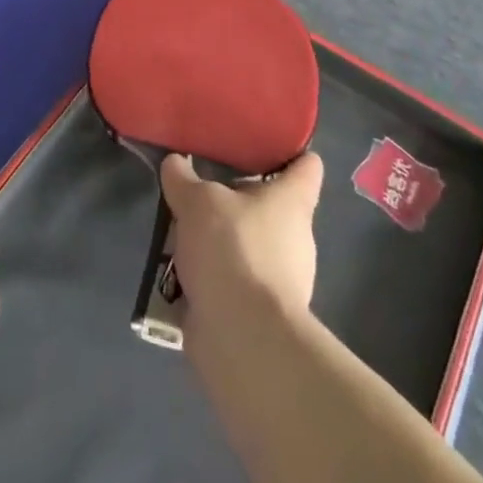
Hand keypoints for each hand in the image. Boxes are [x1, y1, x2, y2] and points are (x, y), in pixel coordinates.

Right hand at [159, 151, 324, 335]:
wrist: (243, 338)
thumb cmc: (232, 250)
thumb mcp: (197, 201)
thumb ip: (183, 178)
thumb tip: (175, 163)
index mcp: (292, 201)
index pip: (307, 166)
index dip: (291, 152)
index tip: (264, 143)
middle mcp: (296, 236)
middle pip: (272, 206)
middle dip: (240, 199)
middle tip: (205, 187)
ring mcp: (284, 279)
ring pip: (252, 245)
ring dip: (223, 240)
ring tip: (184, 230)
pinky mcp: (263, 312)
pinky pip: (237, 280)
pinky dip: (215, 276)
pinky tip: (183, 271)